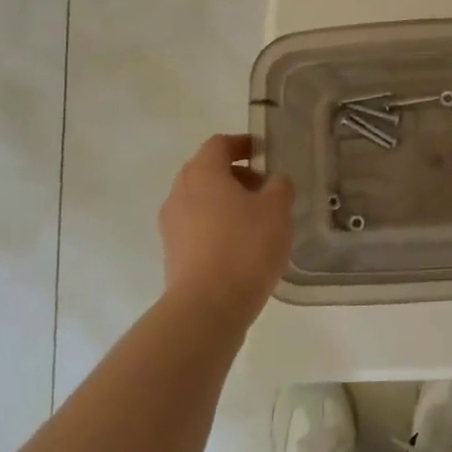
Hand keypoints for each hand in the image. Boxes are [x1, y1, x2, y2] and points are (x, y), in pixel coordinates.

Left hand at [159, 134, 293, 323]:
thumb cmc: (245, 247)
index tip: (263, 152)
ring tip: (257, 220)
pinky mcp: (173, 253)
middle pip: (206, 171)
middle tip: (265, 188)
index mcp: (203, 173)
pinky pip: (197, 227)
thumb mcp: (277, 210)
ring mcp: (172, 225)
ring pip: (200, 200)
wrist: (207, 306)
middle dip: (235, 174)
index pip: (219, 144)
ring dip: (226, 202)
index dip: (242, 144)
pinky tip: (242, 245)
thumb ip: (279, 187)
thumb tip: (274, 181)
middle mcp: (180, 193)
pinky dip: (217, 225)